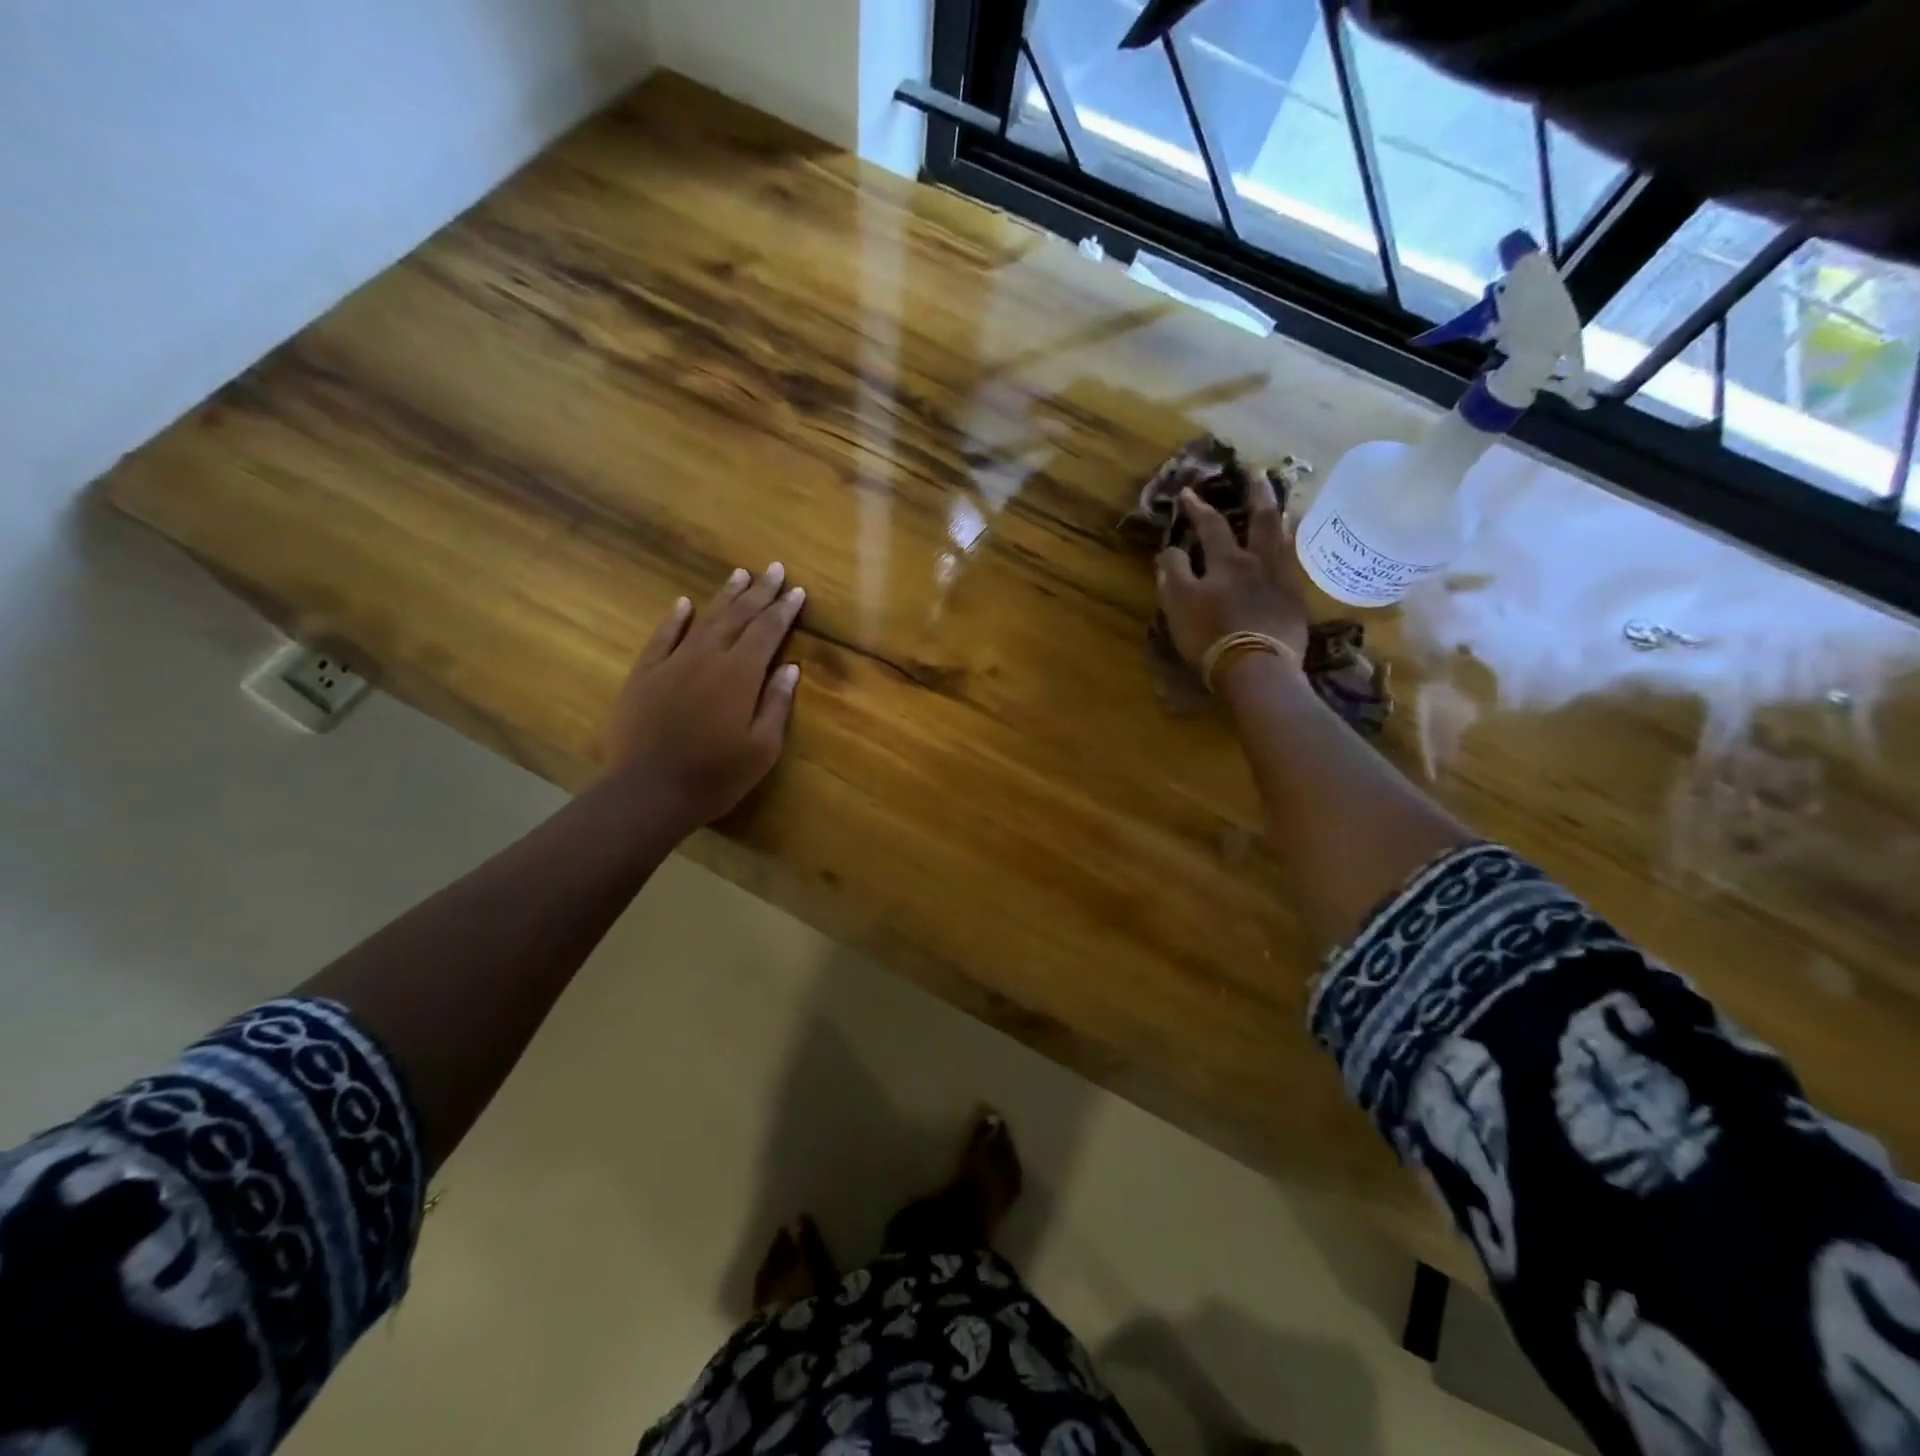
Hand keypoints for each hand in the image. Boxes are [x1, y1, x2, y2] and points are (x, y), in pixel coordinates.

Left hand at [605, 563, 804, 830]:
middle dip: (759, 592)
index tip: (796, 591)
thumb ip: (776, 703)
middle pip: (738, 617)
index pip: (767, 632)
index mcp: (741, 674)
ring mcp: (673, 663)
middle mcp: (708, 657)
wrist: (647, 791)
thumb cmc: (715, 776)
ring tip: (740, 574)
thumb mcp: (762, 748)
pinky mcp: (644, 674)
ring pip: (703, 619)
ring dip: (724, 596)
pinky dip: (675, 618)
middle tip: (773, 569)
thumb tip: (790, 667)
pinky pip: (662, 637)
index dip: (783, 610)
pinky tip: (684, 603)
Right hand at [1156, 469, 1309, 666]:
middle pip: (1262, 518)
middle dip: (1256, 492)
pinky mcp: (1296, 603)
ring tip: (1283, 503)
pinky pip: (1295, 566)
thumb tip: (1170, 550)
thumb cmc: (1211, 634)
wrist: (1257, 668)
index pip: (1211, 525)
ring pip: (1285, 539)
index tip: (1187, 491)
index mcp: (1227, 561)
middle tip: (1256, 469)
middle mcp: (1259, 562)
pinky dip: (1292, 550)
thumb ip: (1173, 572)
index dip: (1198, 507)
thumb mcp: (1178, 604)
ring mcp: (1283, 581)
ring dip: (1282, 517)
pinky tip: (1292, 550)